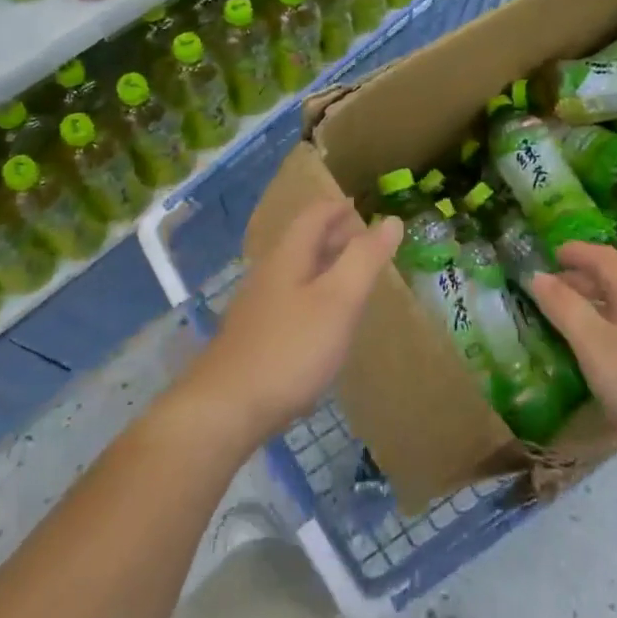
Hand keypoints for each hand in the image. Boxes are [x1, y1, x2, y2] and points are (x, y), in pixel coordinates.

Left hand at [182, 198, 402, 445]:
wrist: (224, 409)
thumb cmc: (290, 349)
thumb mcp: (338, 300)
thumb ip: (365, 259)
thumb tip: (391, 220)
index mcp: (288, 256)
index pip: (314, 215)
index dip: (339, 208)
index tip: (363, 208)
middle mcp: (269, 273)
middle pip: (303, 241)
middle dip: (334, 235)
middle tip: (366, 242)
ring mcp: (257, 307)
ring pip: (296, 272)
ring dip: (324, 266)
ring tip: (352, 279)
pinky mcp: (254, 337)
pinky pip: (290, 301)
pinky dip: (313, 296)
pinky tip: (324, 322)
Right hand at [528, 242, 616, 467]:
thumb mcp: (595, 344)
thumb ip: (565, 308)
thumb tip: (537, 275)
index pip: (605, 258)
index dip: (578, 251)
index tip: (550, 254)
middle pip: (614, 282)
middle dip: (580, 279)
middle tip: (548, 288)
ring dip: (590, 307)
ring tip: (562, 320)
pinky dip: (601, 333)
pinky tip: (591, 356)